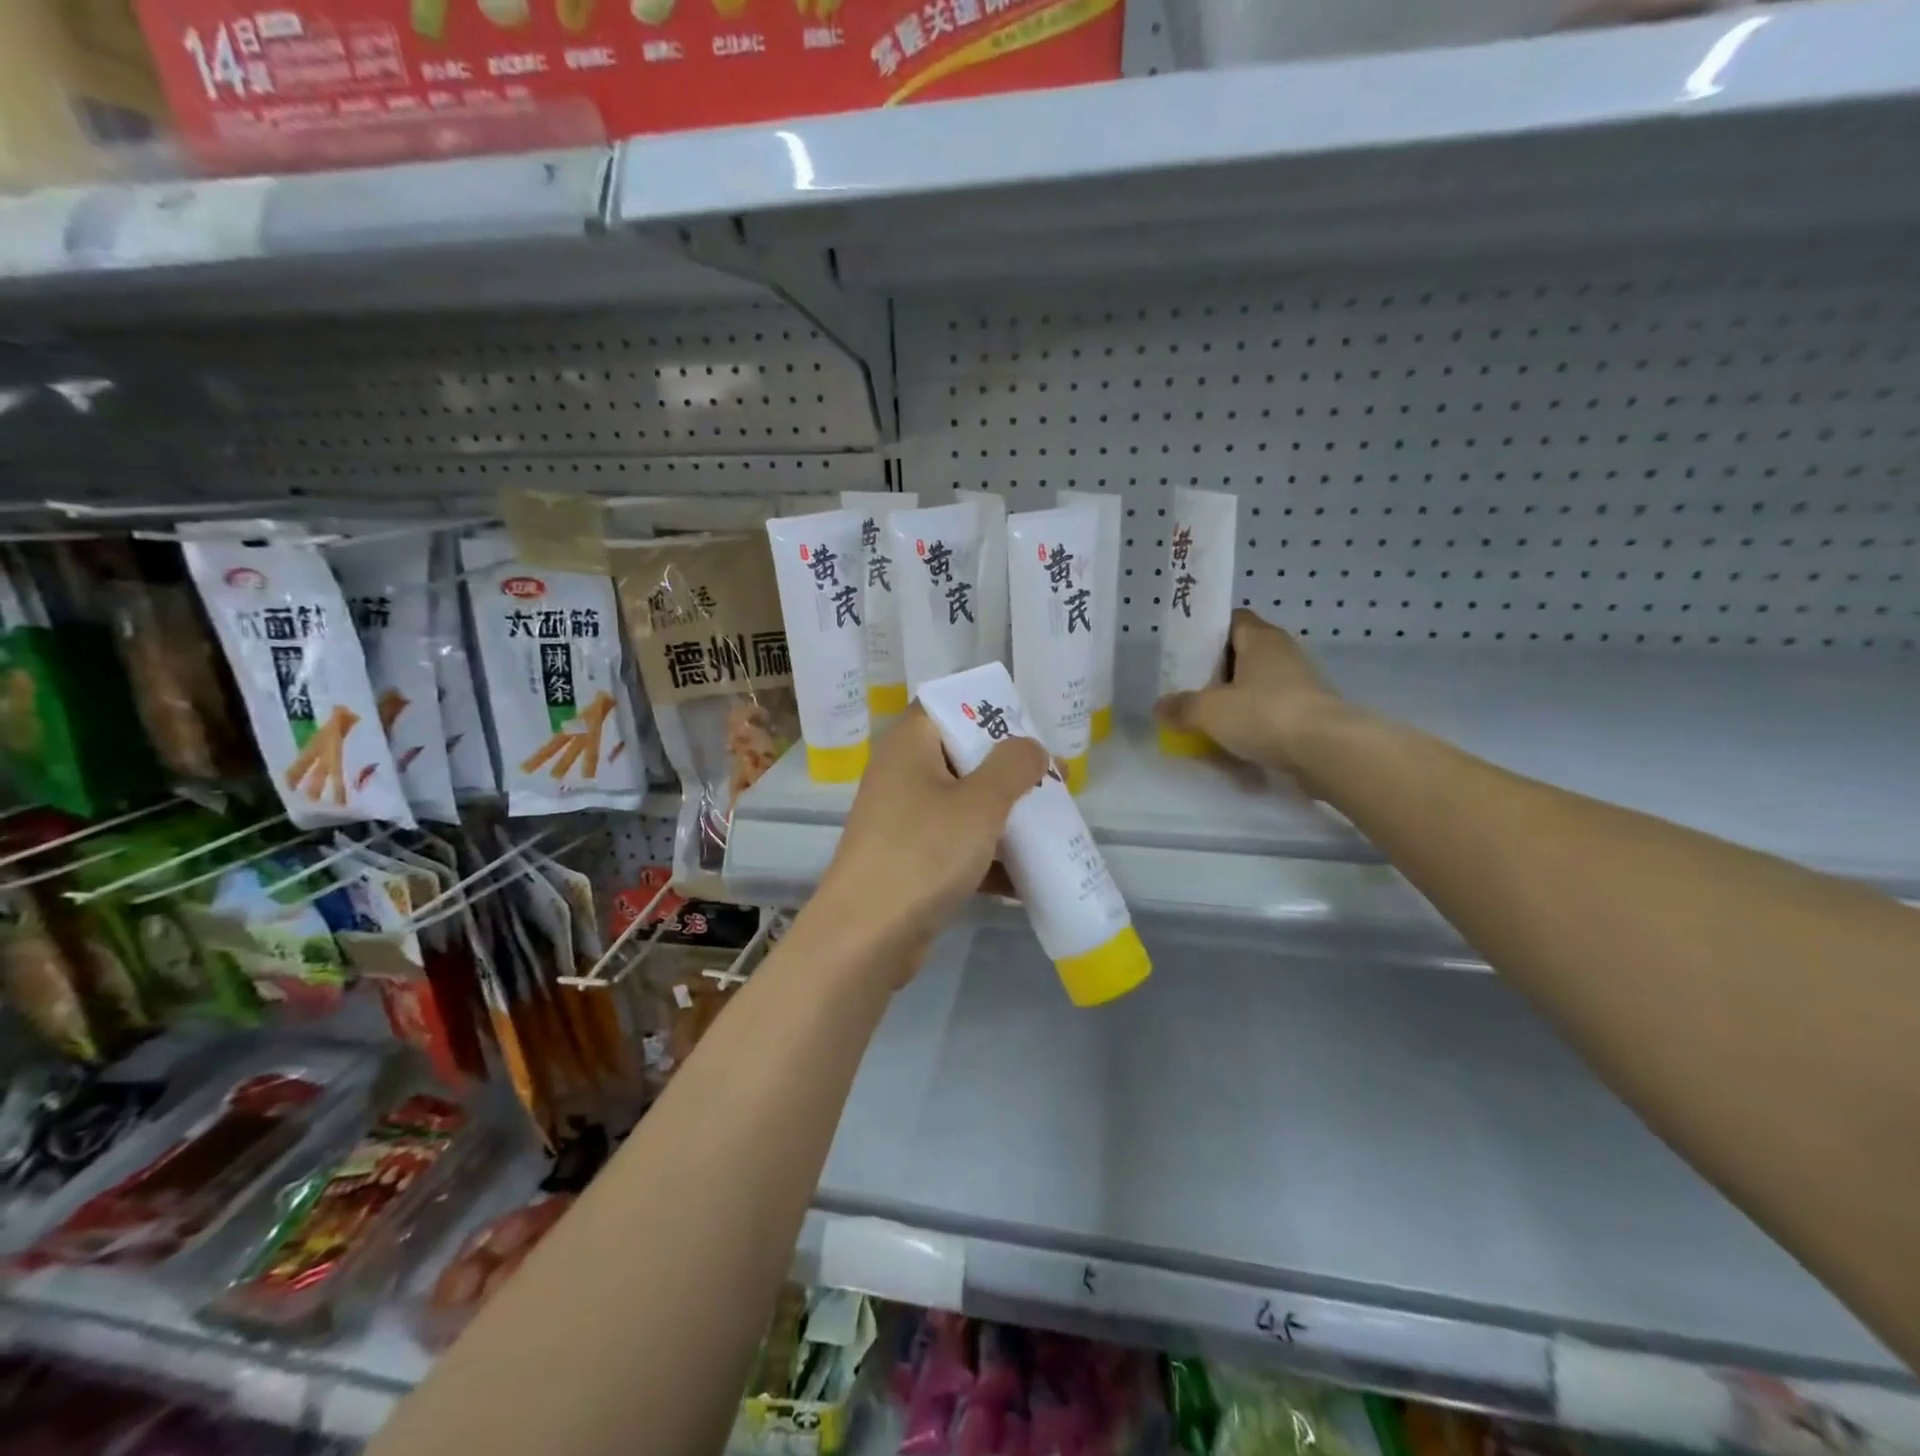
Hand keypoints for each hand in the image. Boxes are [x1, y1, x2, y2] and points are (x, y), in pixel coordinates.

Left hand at [809, 704, 1047, 979]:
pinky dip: (989, 858)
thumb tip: (1031, 746)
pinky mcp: (911, 860)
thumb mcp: (979, 803)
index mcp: (909, 744)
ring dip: (1005, 817)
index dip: (991, 711)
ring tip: (1053, 827)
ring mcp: (905, 820)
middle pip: (963, 757)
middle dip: (1010, 772)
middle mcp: (902, 774)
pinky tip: (1028, 878)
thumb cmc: (923, 853)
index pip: (949, 705)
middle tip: (1055, 783)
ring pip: (964, 805)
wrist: (866, 937)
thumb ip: (1013, 766)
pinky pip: (957, 846)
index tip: (1032, 731)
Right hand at [1153, 609, 1354, 775]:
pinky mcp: (1310, 714)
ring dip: (1235, 705)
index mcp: (1261, 638)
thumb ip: (1182, 707)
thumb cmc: (1264, 714)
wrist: (1328, 751)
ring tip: (1208, 726)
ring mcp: (1301, 685)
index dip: (1208, 633)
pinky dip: (1254, 728)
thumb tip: (1160, 707)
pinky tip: (1235, 749)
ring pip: (1257, 689)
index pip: (1232, 620)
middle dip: (1217, 675)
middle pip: (1243, 656)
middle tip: (1189, 694)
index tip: (1187, 654)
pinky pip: (1272, 715)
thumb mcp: (1209, 711)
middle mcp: (1283, 654)